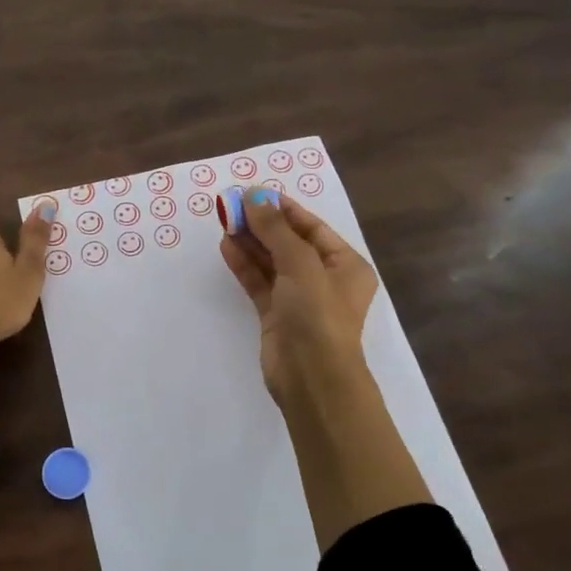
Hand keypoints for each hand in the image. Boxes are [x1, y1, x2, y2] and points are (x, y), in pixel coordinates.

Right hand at [219, 189, 378, 403]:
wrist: (312, 378)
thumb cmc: (318, 315)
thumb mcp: (301, 264)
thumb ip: (276, 230)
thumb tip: (254, 197)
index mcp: (345, 265)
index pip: (312, 228)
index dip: (283, 209)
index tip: (253, 193)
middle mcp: (324, 279)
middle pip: (289, 243)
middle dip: (262, 224)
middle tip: (232, 206)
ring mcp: (299, 298)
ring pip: (271, 262)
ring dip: (250, 242)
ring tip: (224, 221)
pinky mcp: (276, 315)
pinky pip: (259, 283)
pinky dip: (244, 266)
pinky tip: (226, 247)